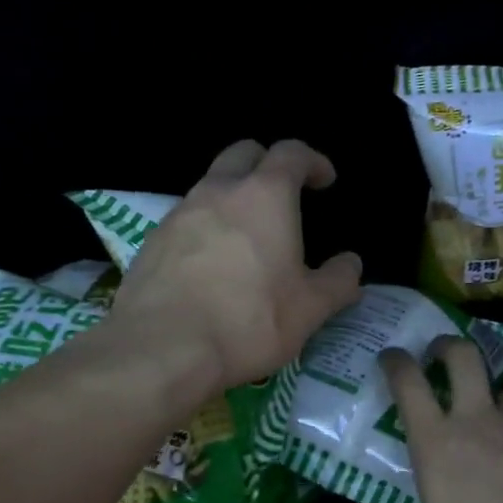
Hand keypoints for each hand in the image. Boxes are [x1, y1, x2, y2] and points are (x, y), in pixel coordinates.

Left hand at [111, 139, 362, 392]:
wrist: (162, 348)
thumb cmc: (249, 321)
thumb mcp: (310, 309)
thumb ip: (338, 281)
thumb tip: (350, 264)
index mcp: (265, 196)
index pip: (292, 153)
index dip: (313, 161)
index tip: (325, 180)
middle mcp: (219, 191)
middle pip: (244, 154)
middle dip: (267, 164)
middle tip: (284, 194)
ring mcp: (179, 213)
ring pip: (210, 186)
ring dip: (233, 197)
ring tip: (248, 237)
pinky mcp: (152, 241)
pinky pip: (186, 220)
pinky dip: (206, 228)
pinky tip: (212, 265)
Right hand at [381, 338, 502, 502]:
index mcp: (437, 442)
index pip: (408, 381)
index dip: (395, 361)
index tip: (391, 357)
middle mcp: (477, 420)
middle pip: (462, 355)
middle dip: (446, 346)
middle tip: (439, 357)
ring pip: (502, 393)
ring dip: (489, 403)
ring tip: (491, 430)